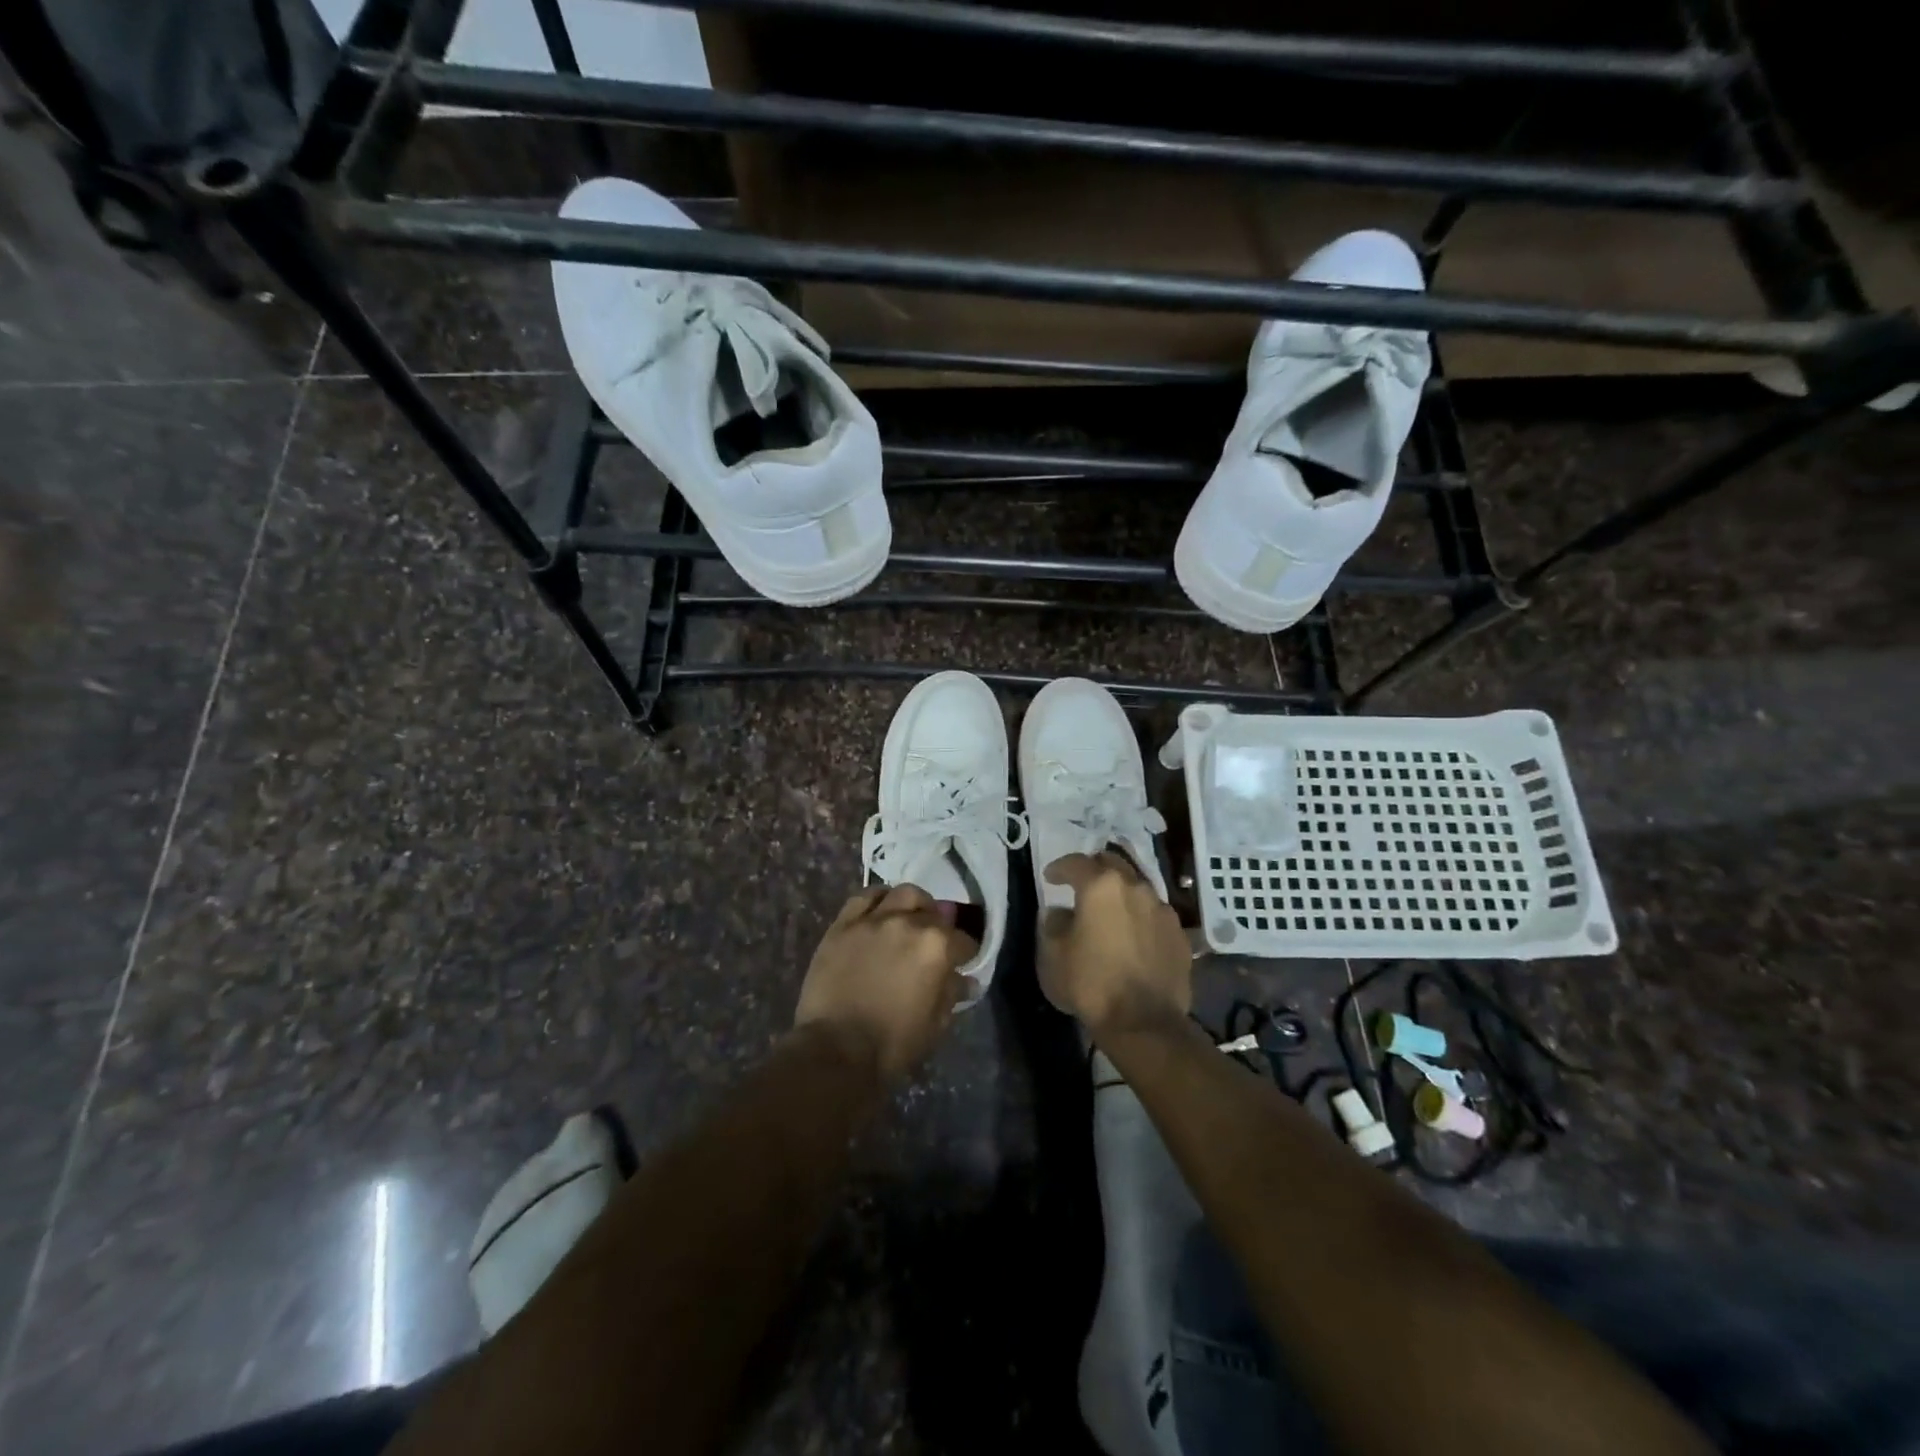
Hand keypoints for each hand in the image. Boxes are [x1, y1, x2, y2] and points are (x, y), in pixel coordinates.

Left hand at [795, 885, 977, 1081]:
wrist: (837, 1049)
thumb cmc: (894, 1043)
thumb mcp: (936, 1024)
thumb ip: (952, 993)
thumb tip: (966, 980)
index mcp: (937, 946)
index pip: (963, 940)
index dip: (965, 953)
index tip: (962, 962)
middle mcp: (908, 922)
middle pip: (933, 910)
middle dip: (939, 924)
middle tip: (933, 939)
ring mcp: (873, 919)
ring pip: (902, 894)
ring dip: (912, 904)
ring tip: (908, 918)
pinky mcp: (843, 924)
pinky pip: (864, 898)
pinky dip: (877, 900)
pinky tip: (879, 913)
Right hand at [1040, 852, 1192, 1038]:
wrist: (1144, 1022)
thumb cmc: (1090, 984)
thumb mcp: (1053, 956)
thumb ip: (1053, 925)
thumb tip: (1059, 913)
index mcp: (1101, 887)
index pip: (1076, 863)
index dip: (1060, 868)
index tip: (1051, 878)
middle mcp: (1135, 888)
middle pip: (1113, 863)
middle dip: (1095, 869)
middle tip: (1082, 884)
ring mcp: (1162, 910)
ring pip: (1137, 888)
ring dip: (1121, 893)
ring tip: (1110, 912)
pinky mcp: (1179, 934)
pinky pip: (1155, 915)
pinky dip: (1141, 918)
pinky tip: (1134, 936)